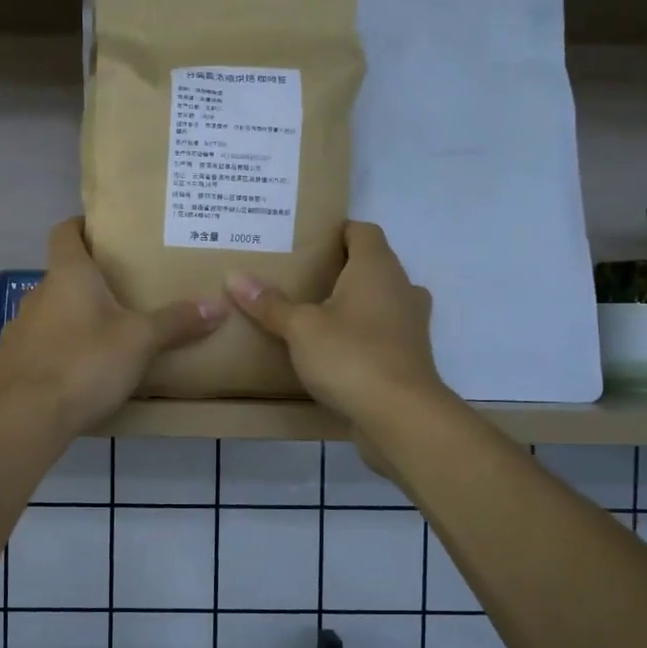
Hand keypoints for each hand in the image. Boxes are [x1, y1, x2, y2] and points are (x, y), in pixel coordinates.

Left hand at [0, 218, 227, 436]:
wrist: (29, 416)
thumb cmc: (86, 363)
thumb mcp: (141, 341)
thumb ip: (176, 322)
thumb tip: (219, 305)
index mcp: (68, 276)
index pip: (65, 232)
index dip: (81, 227)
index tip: (101, 233)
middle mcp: (36, 294)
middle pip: (61, 277)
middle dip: (88, 284)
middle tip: (121, 296)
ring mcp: (17, 329)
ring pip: (48, 314)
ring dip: (69, 321)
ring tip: (100, 339)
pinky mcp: (8, 363)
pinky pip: (35, 348)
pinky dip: (53, 353)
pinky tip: (73, 374)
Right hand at [225, 221, 444, 430]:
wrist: (400, 416)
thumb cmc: (351, 357)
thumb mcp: (300, 329)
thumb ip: (270, 304)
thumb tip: (235, 276)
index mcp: (377, 268)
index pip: (362, 231)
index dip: (337, 231)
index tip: (307, 241)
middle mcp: (401, 288)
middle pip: (371, 265)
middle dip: (339, 269)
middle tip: (300, 278)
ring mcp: (410, 324)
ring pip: (379, 300)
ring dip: (353, 304)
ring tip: (314, 314)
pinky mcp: (409, 356)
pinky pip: (382, 333)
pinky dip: (361, 334)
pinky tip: (333, 350)